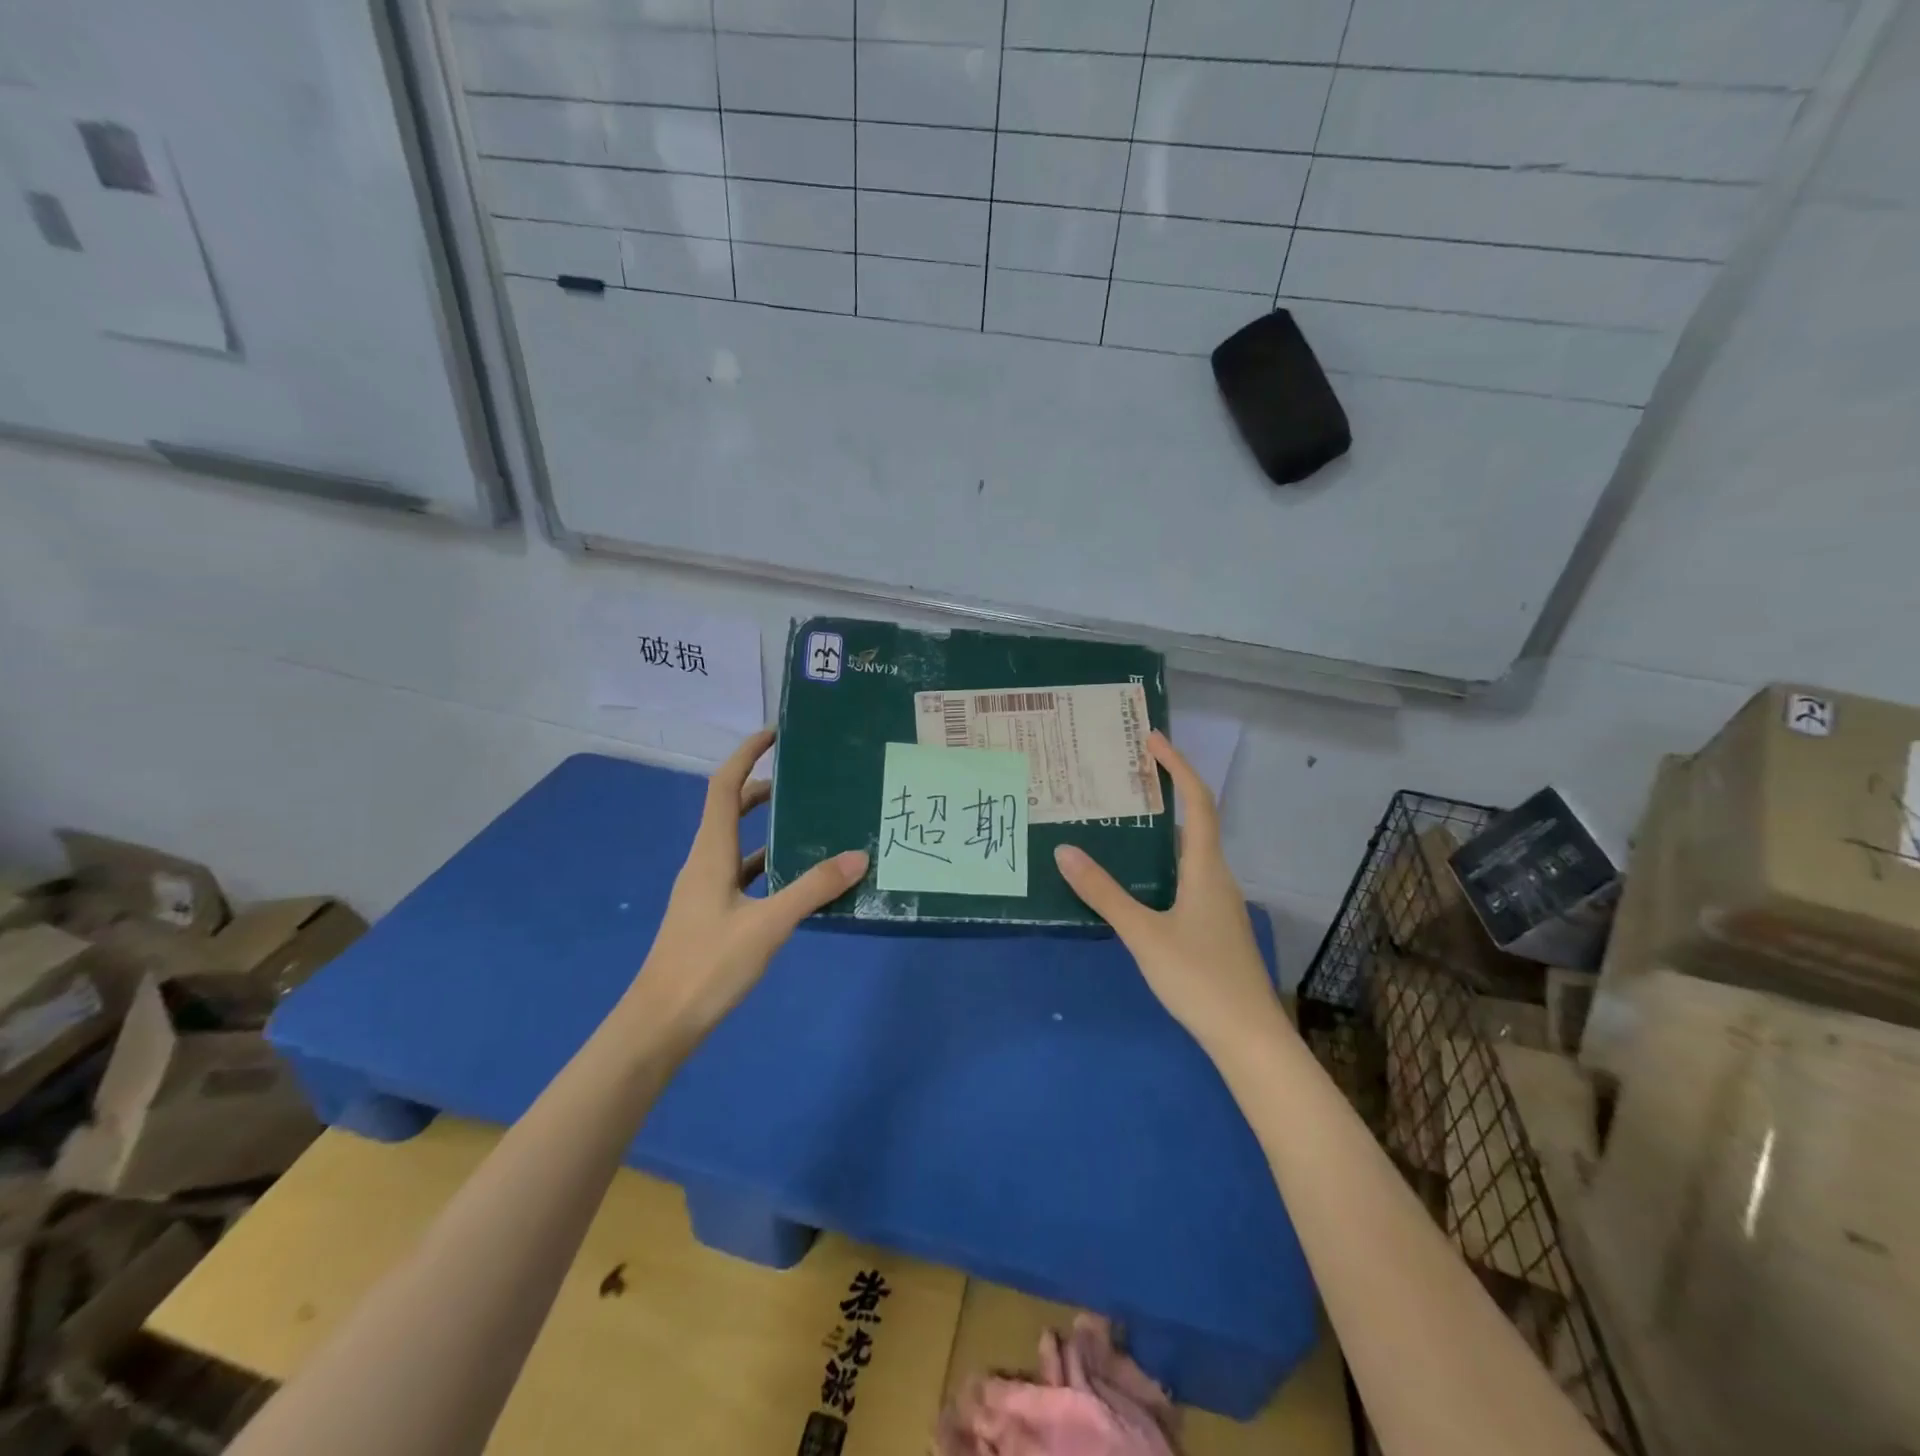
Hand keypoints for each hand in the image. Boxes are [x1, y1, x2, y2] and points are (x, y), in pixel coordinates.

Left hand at [623, 729, 867, 1039]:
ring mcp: (706, 891)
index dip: (746, 755)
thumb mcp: (768, 925)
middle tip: (804, 780)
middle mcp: (704, 863)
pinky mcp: (712, 915)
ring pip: (739, 844)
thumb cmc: (707, 966)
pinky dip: (769, 866)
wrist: (659, 1025)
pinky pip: (744, 876)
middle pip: (730, 810)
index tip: (775, 736)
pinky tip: (798, 881)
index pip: (724, 787)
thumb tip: (858, 856)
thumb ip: (813, 889)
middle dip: (762, 788)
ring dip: (769, 828)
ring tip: (811, 824)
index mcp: (710, 853)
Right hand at [1054, 731, 1282, 1055]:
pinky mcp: (1212, 926)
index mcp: (1206, 868)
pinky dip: (1160, 863)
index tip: (1153, 739)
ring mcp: (1217, 903)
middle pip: (1193, 821)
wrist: (1249, 1038)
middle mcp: (1216, 877)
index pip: (1196, 802)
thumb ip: (1104, 893)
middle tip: (1124, 777)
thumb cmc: (1200, 979)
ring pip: (1187, 852)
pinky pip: (1184, 877)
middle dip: (1165, 792)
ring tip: (1120, 820)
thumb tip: (1065, 851)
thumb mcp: (1144, 934)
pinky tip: (1133, 879)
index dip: (1177, 767)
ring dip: (1160, 830)